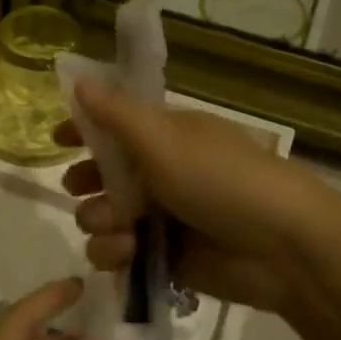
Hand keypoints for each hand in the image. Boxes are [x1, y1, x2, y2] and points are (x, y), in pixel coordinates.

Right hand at [57, 81, 337, 315]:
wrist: (282, 248)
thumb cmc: (222, 180)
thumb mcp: (165, 140)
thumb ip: (116, 115)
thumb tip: (78, 80)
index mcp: (166, 136)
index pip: (116, 125)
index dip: (85, 129)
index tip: (58, 139)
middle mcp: (161, 173)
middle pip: (104, 175)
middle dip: (86, 182)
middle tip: (78, 187)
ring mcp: (162, 218)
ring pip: (105, 216)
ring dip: (99, 221)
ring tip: (115, 226)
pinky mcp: (163, 259)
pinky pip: (120, 254)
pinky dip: (116, 253)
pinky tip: (126, 254)